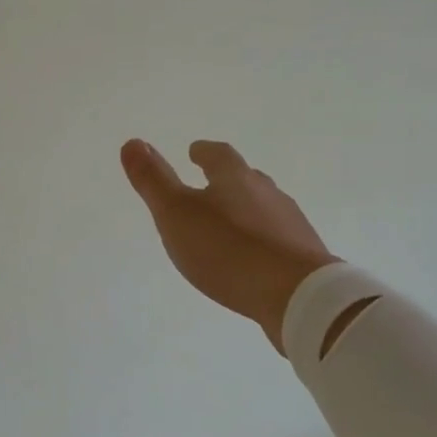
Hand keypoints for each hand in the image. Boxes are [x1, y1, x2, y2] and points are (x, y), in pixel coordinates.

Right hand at [121, 138, 336, 352]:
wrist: (297, 295)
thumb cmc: (227, 250)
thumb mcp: (176, 214)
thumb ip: (153, 180)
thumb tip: (132, 142)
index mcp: (235, 178)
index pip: (218, 155)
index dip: (203, 152)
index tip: (194, 151)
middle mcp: (267, 193)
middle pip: (246, 178)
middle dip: (227, 179)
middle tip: (210, 185)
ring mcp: (290, 224)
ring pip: (264, 208)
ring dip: (246, 210)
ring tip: (229, 224)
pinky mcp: (304, 256)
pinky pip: (277, 239)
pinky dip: (262, 241)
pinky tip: (254, 259)